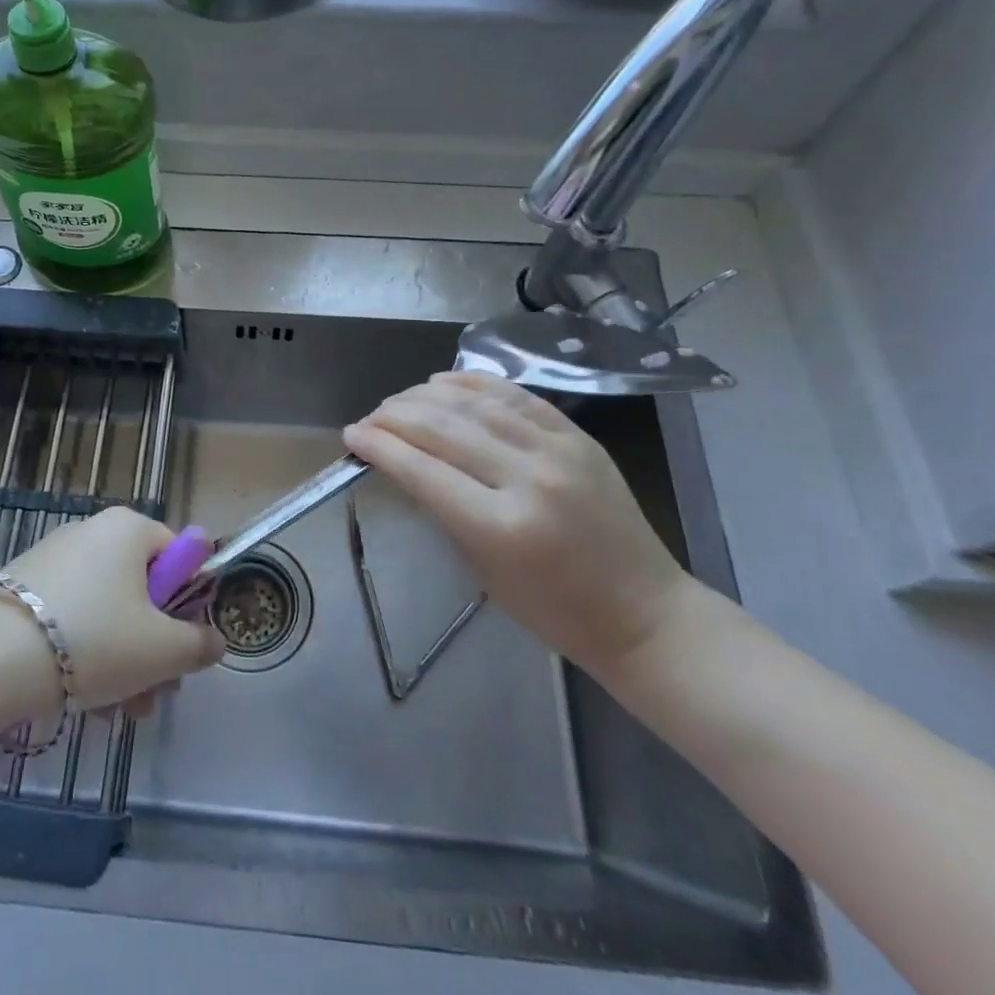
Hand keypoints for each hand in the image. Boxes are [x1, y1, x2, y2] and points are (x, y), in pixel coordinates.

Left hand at [0, 507, 224, 714]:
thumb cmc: (93, 640)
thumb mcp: (162, 650)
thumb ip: (199, 645)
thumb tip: (216, 641)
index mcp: (128, 529)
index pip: (178, 557)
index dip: (188, 606)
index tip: (182, 650)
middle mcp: (91, 532)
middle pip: (141, 591)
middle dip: (153, 648)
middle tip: (155, 695)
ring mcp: (52, 559)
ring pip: (106, 611)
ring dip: (122, 662)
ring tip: (119, 714)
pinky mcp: (21, 589)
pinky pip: (70, 618)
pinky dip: (83, 656)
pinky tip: (83, 702)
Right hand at [343, 372, 692, 675]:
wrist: (644, 612)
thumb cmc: (553, 610)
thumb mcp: (483, 568)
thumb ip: (443, 509)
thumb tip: (403, 461)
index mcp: (501, 527)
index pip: (422, 470)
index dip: (378, 446)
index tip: (351, 435)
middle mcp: (529, 479)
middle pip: (442, 428)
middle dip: (394, 416)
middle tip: (369, 418)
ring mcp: (558, 451)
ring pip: (474, 403)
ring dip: (425, 395)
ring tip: (398, 400)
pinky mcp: (578, 436)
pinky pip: (515, 396)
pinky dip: (472, 383)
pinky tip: (442, 382)